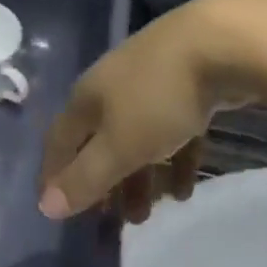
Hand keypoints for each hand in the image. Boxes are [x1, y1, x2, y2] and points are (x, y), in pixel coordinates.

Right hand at [39, 0, 244, 219]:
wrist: (221, 44)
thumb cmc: (158, 97)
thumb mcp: (119, 145)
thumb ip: (86, 178)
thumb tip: (45, 207)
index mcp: (87, 98)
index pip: (59, 141)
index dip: (54, 175)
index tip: (54, 209)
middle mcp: (111, 88)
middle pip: (99, 142)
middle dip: (103, 183)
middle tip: (112, 222)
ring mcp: (149, 83)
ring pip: (136, 138)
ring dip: (139, 177)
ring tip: (149, 215)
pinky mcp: (186, 85)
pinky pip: (171, 131)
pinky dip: (173, 160)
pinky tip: (185, 189)